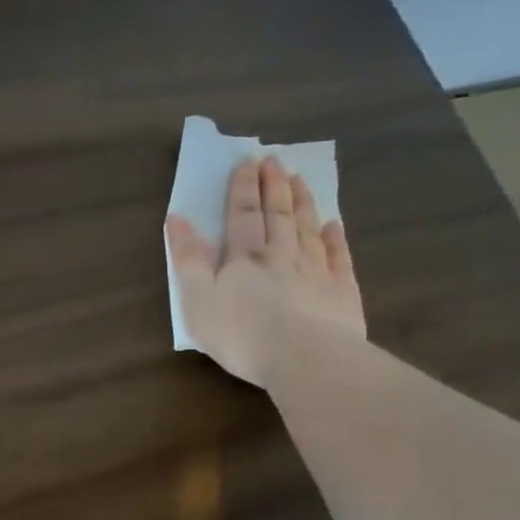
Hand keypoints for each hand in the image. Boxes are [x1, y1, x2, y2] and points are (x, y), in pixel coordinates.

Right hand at [166, 155, 364, 386]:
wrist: (304, 358)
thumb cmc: (240, 333)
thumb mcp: (197, 299)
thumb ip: (187, 259)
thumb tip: (177, 219)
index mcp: (244, 257)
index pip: (242, 215)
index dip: (243, 189)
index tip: (246, 163)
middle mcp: (282, 255)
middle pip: (278, 215)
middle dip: (273, 187)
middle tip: (275, 161)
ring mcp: (316, 272)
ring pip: (308, 229)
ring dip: (303, 203)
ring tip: (300, 180)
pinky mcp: (341, 293)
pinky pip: (338, 257)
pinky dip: (335, 239)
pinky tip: (334, 225)